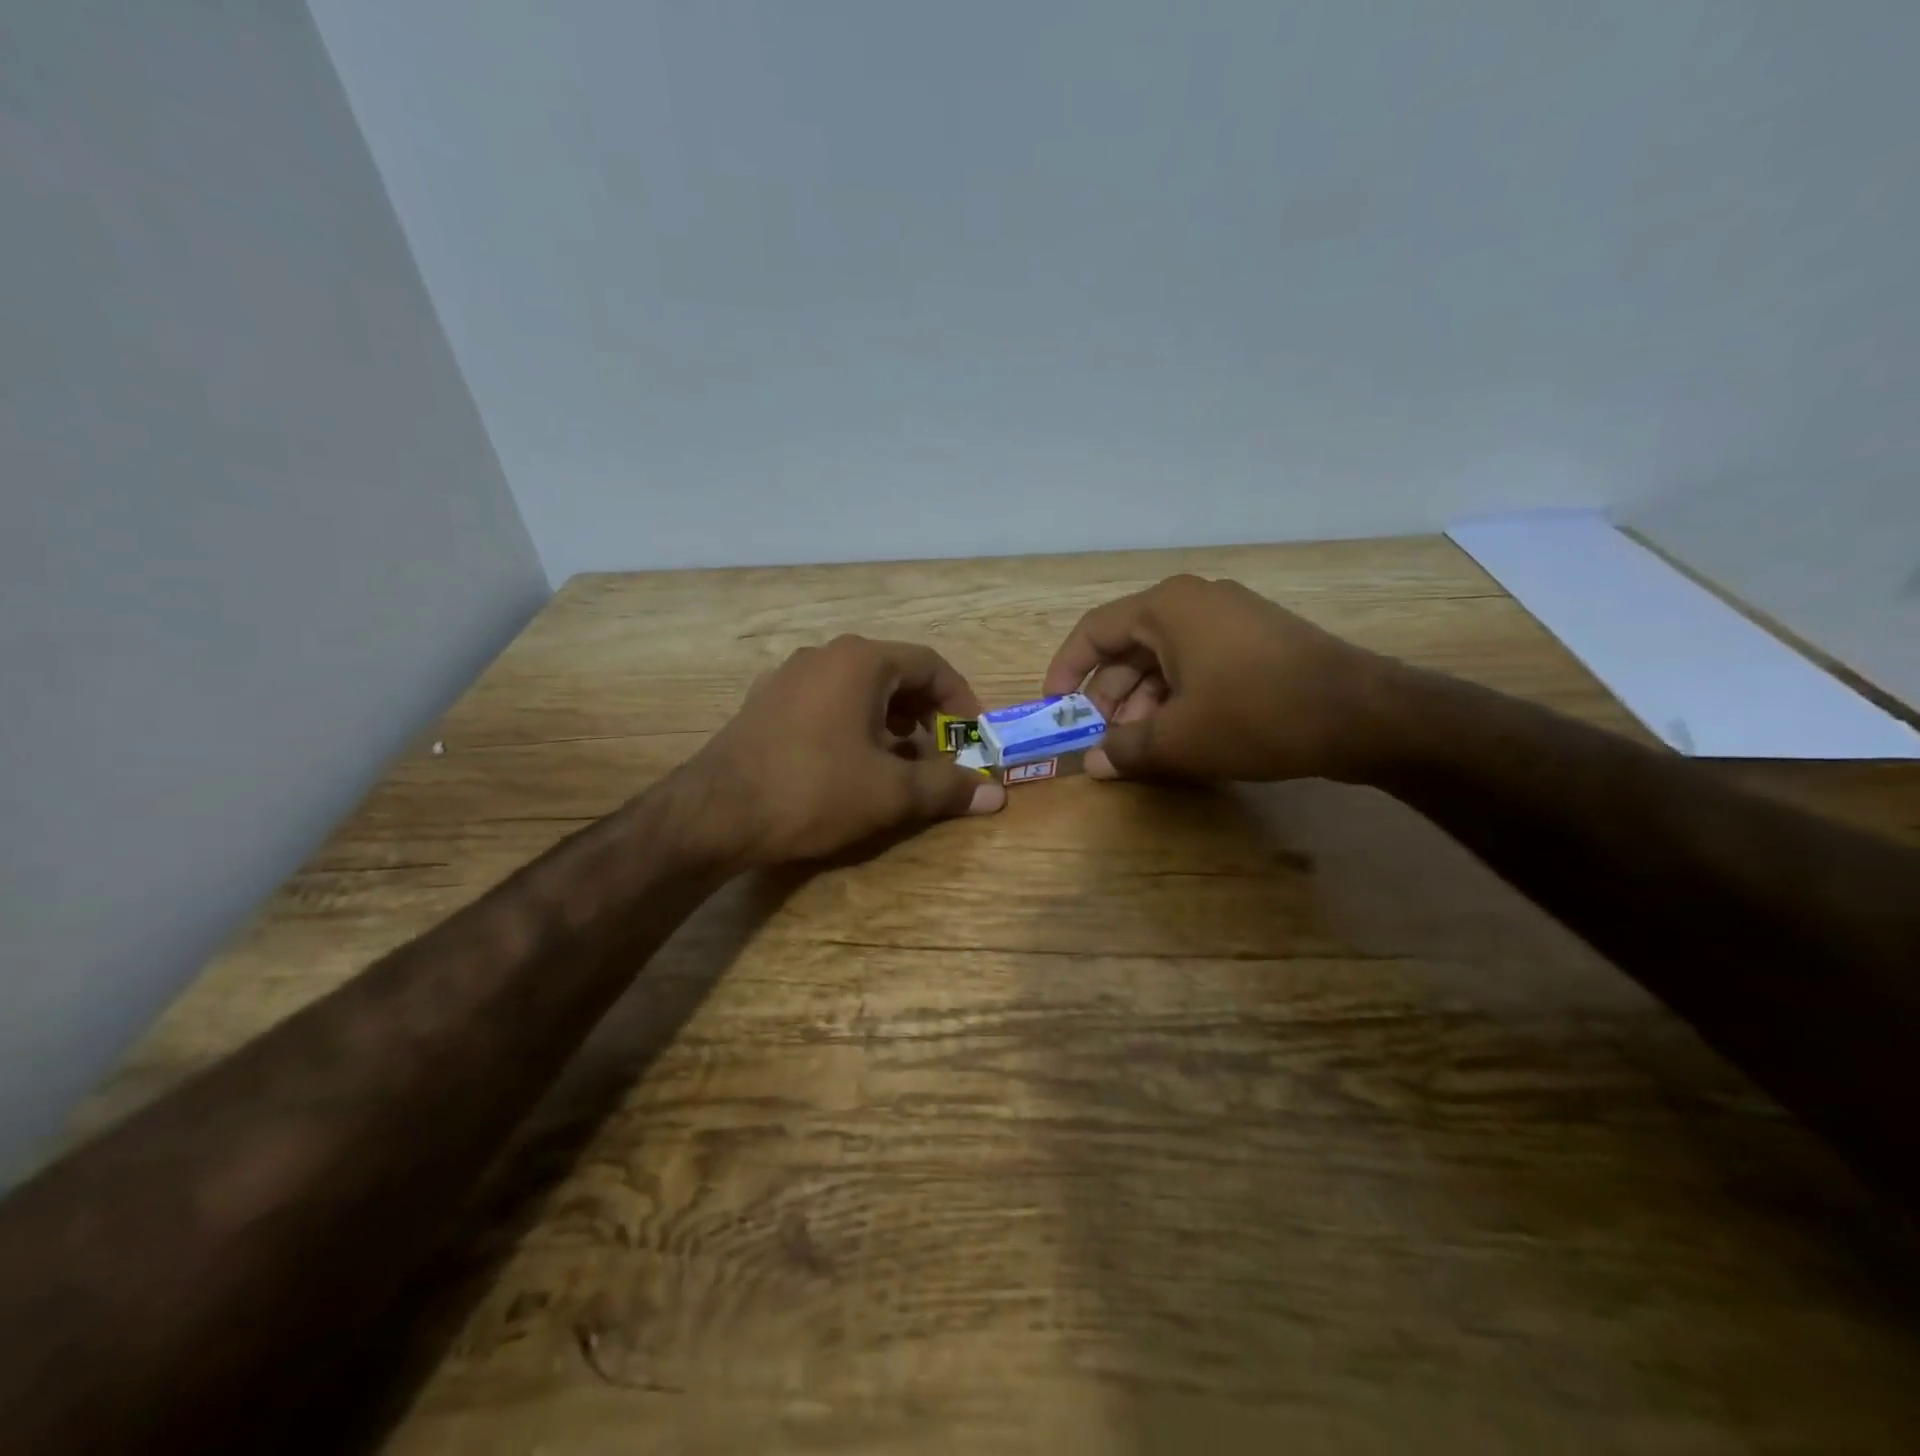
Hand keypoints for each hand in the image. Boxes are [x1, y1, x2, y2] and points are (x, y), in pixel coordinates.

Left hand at [690, 635, 1004, 865]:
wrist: (715, 813)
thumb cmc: (814, 791)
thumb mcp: (891, 792)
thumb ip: (947, 787)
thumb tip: (996, 793)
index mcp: (861, 661)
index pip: (930, 663)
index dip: (960, 699)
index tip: (973, 735)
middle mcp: (825, 655)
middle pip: (894, 672)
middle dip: (925, 711)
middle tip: (940, 749)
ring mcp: (789, 676)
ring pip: (858, 688)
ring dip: (890, 719)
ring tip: (899, 759)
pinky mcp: (765, 702)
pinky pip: (825, 702)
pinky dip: (853, 723)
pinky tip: (850, 762)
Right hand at [1041, 574, 1398, 783]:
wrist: (1362, 714)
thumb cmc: (1255, 715)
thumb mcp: (1178, 739)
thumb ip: (1125, 748)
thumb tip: (1094, 763)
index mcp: (1166, 608)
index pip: (1094, 631)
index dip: (1066, 670)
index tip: (1054, 708)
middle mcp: (1195, 601)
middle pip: (1130, 646)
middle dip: (1109, 695)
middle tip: (1102, 737)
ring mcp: (1231, 617)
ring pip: (1165, 658)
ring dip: (1143, 701)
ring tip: (1140, 745)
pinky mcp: (1258, 640)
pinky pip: (1198, 663)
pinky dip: (1178, 696)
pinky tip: (1179, 733)